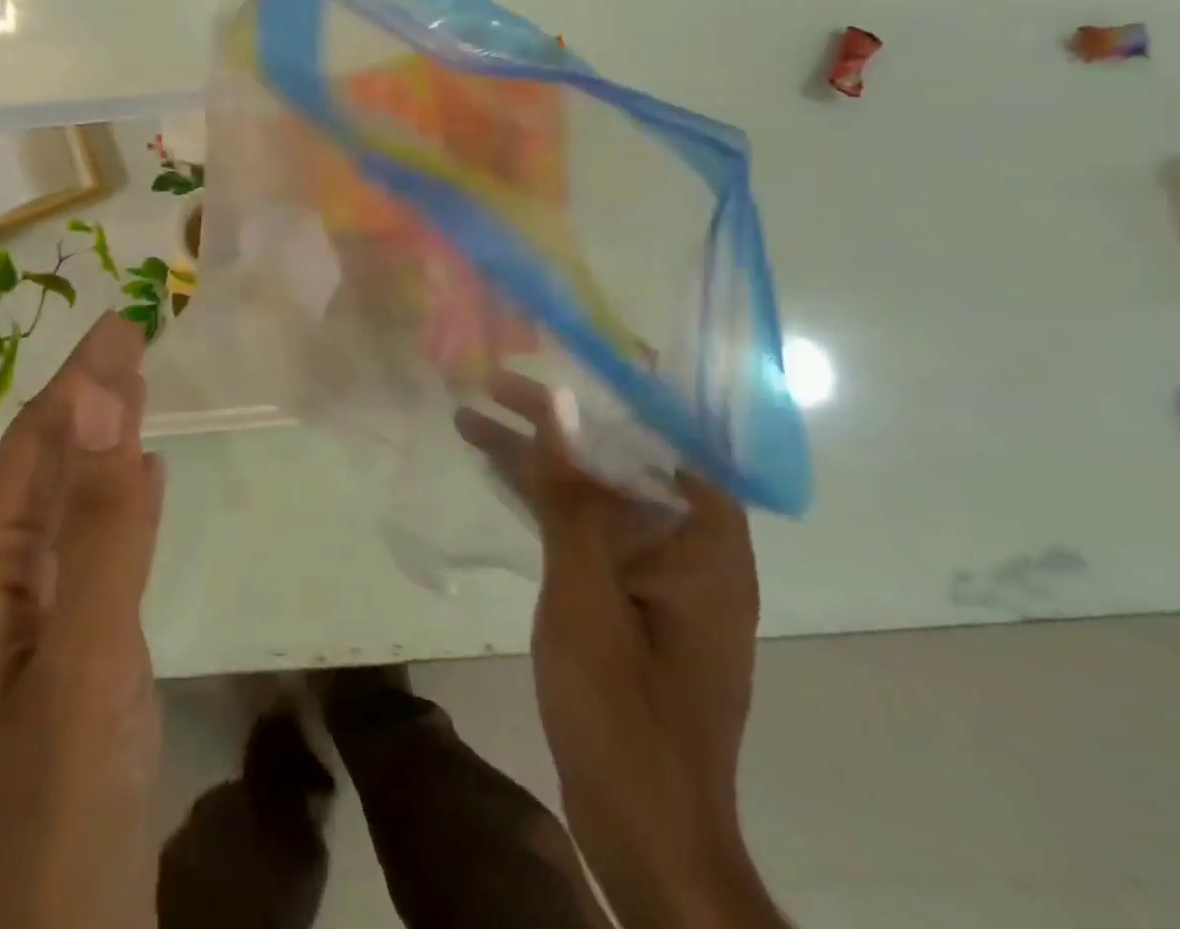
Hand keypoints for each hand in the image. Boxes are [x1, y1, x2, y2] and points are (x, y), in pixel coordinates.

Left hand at [0, 313, 164, 928]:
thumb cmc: (62, 803)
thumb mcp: (85, 654)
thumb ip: (96, 522)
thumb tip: (95, 396)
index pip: (34, 445)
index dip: (79, 380)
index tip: (122, 322)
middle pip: (44, 466)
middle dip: (86, 396)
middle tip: (132, 335)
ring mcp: (28, 619)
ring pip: (66, 502)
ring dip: (100, 439)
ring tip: (136, 385)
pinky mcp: (66, 646)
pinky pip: (89, 546)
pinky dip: (116, 497)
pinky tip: (138, 477)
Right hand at [456, 373, 781, 928]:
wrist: (643, 831)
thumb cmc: (624, 711)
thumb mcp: (587, 596)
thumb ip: (571, 500)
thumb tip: (557, 412)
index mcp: (705, 543)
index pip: (674, 437)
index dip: (630, 387)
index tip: (580, 347)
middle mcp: (689, 549)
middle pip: (623, 460)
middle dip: (561, 418)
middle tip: (497, 379)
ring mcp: (655, 576)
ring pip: (595, 494)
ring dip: (540, 458)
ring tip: (474, 415)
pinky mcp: (624, 598)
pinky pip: (583, 529)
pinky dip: (543, 500)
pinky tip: (497, 474)